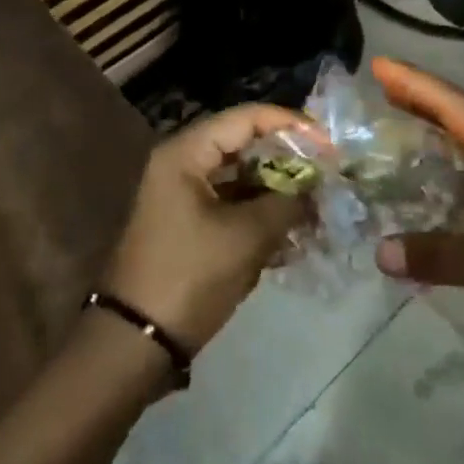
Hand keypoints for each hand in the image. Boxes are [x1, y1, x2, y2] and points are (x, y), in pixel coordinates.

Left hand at [103, 105, 311, 353]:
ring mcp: (184, 194)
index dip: (290, 125)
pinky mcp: (190, 224)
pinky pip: (233, 204)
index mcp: (187, 152)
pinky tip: (295, 233)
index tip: (328, 144)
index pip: (247, 118)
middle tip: (326, 174)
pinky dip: (262, 213)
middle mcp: (183, 163)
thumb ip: (287, 201)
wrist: (134, 345)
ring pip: (242, 176)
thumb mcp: (246, 237)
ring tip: (317, 206)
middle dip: (288, 159)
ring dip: (278, 190)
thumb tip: (318, 184)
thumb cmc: (189, 276)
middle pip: (245, 144)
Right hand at [371, 57, 463, 390]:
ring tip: (390, 144)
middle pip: (459, 126)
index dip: (416, 85)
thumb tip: (379, 251)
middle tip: (376, 93)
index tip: (378, 66)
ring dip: (429, 150)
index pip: (456, 109)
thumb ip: (443, 254)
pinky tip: (421, 213)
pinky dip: (443, 200)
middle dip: (419, 106)